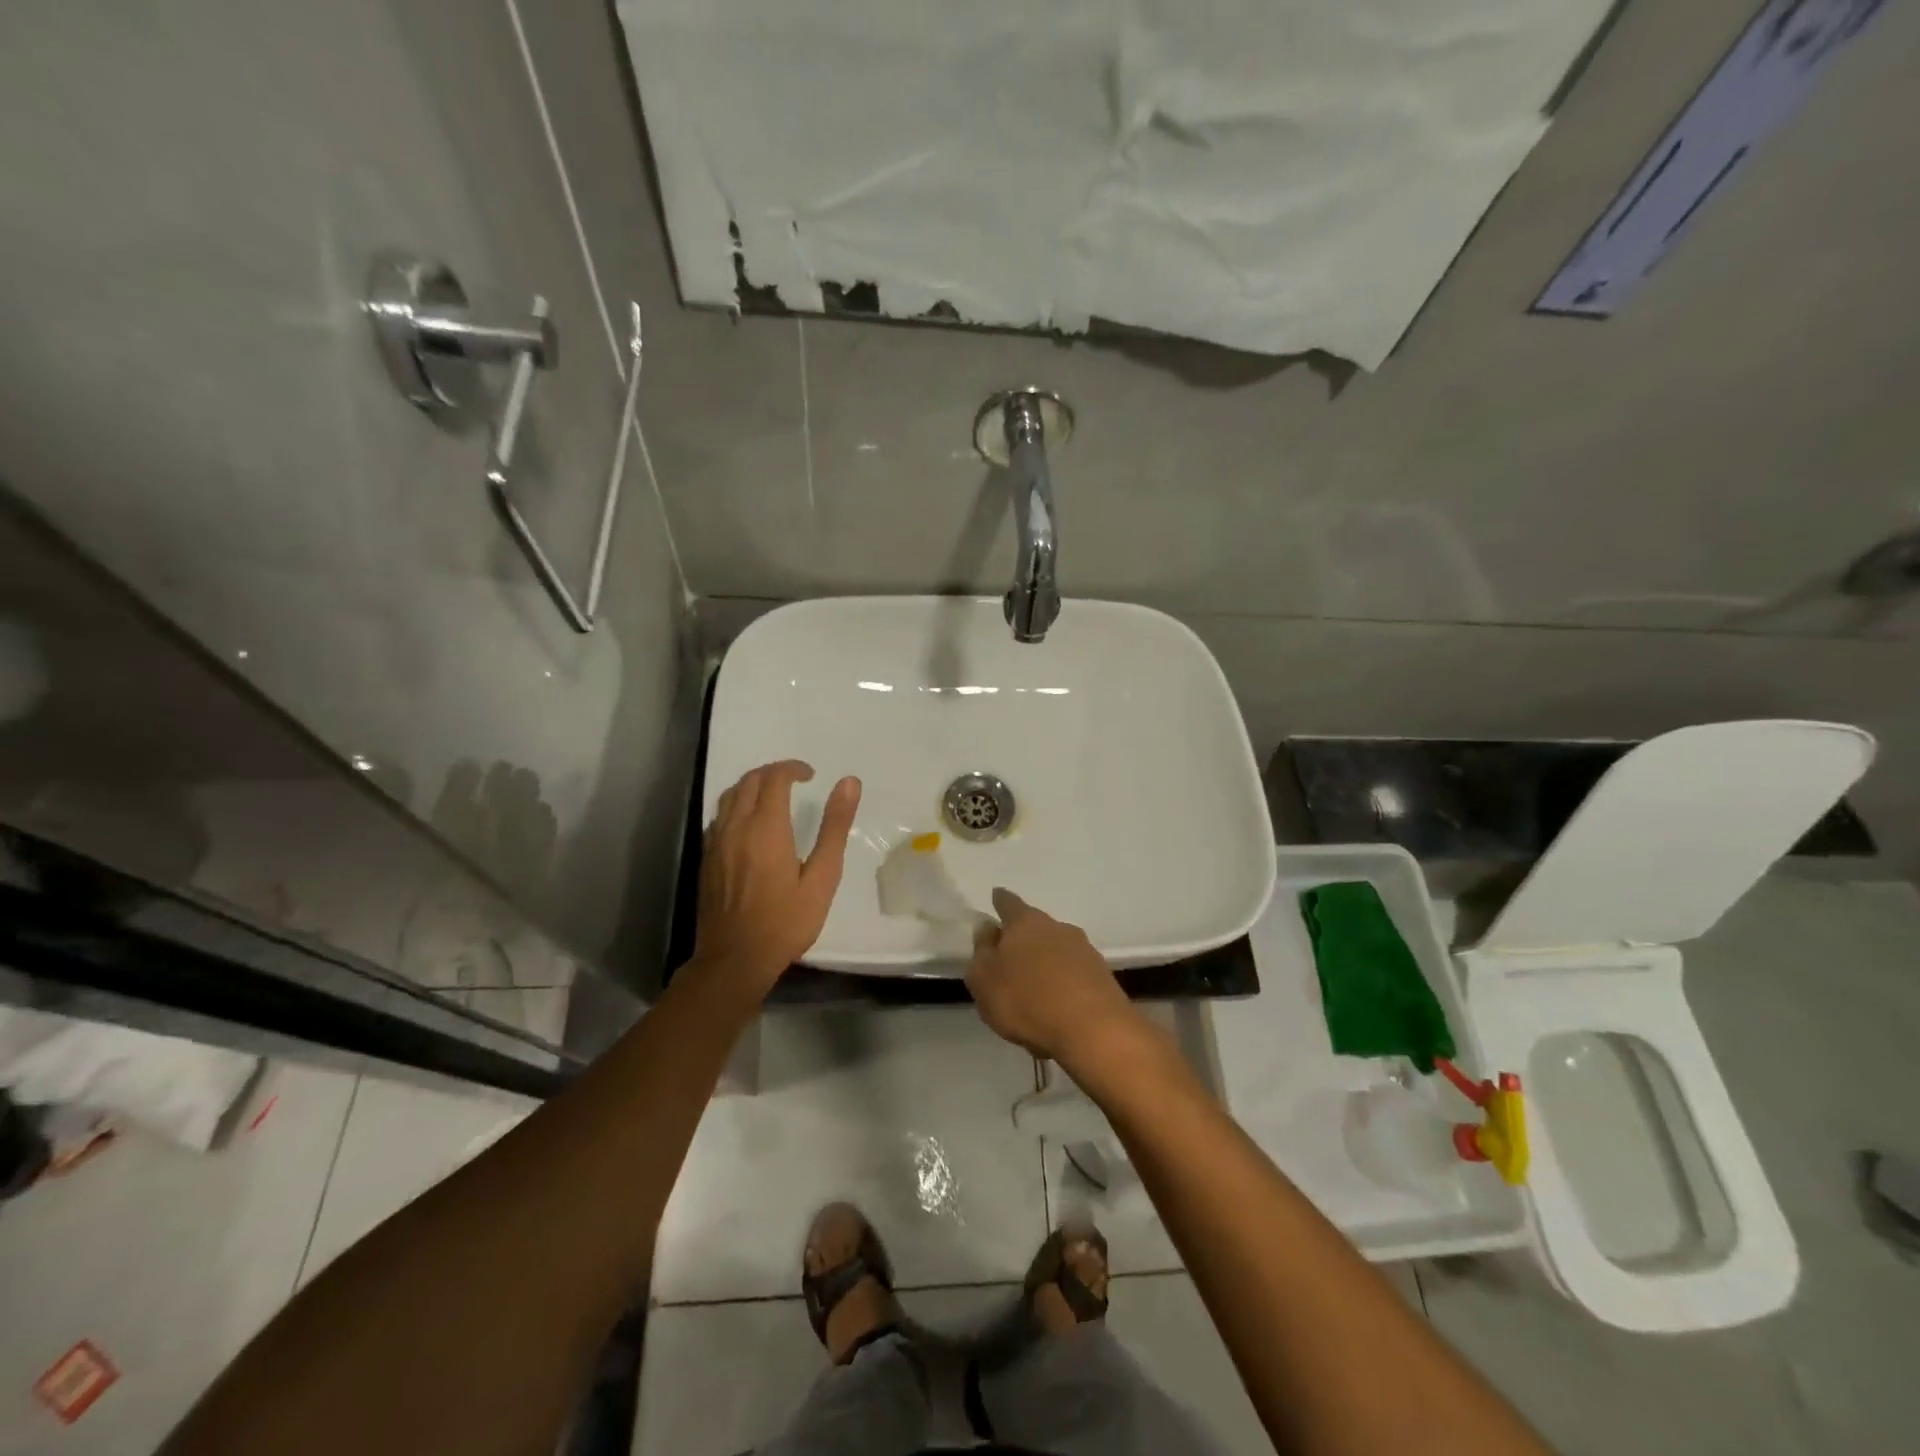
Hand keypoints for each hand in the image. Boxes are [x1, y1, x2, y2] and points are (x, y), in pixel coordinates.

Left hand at [693, 760, 860, 995]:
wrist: (734, 960)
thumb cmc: (786, 922)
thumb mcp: (823, 877)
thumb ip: (834, 827)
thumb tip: (849, 783)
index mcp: (766, 827)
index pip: (775, 777)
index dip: (793, 768)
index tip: (811, 775)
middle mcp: (736, 827)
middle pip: (749, 781)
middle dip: (773, 773)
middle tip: (795, 781)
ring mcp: (716, 843)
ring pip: (729, 796)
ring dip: (752, 786)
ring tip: (773, 797)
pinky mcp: (706, 859)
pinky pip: (719, 817)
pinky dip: (736, 806)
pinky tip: (749, 825)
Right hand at [966, 889, 1137, 1064]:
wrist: (1093, 1030)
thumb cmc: (1027, 1000)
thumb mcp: (985, 979)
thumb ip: (982, 952)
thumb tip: (988, 928)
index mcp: (1026, 922)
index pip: (1009, 903)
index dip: (1000, 901)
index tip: (996, 896)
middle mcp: (1057, 928)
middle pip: (1036, 926)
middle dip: (1024, 938)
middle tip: (1010, 957)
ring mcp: (1084, 950)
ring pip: (1057, 950)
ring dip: (1045, 963)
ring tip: (1033, 989)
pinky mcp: (1102, 976)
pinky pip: (1074, 974)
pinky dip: (1063, 984)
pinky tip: (1057, 1006)